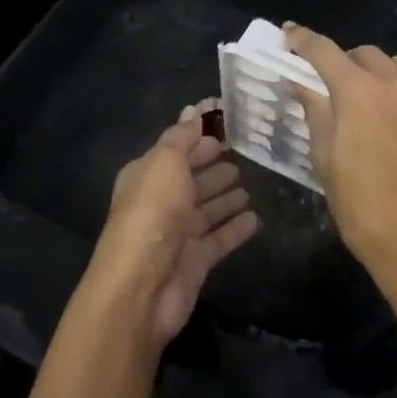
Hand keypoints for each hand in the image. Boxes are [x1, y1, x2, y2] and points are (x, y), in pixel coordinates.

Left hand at [88, 102, 258, 348]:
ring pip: (205, 209)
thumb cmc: (152, 213)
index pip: (176, 148)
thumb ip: (182, 137)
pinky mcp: (195, 262)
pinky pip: (219, 238)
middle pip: (190, 179)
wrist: (141, 288)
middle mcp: (160, 202)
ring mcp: (178, 234)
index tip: (228, 124)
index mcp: (147, 175)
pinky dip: (235, 228)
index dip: (199, 136)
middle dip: (212, 166)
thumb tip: (195, 109)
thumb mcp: (165, 163)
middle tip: (241, 154)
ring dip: (224, 197)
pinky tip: (255, 218)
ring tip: (249, 184)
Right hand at [283, 24, 396, 300]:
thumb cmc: (360, 205)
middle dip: (348, 63)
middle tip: (338, 86)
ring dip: (385, 76)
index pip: (324, 51)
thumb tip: (301, 82)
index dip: (303, 40)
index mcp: (359, 90)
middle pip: (367, 54)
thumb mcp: (325, 158)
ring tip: (378, 103)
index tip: (290, 34)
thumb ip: (315, 110)